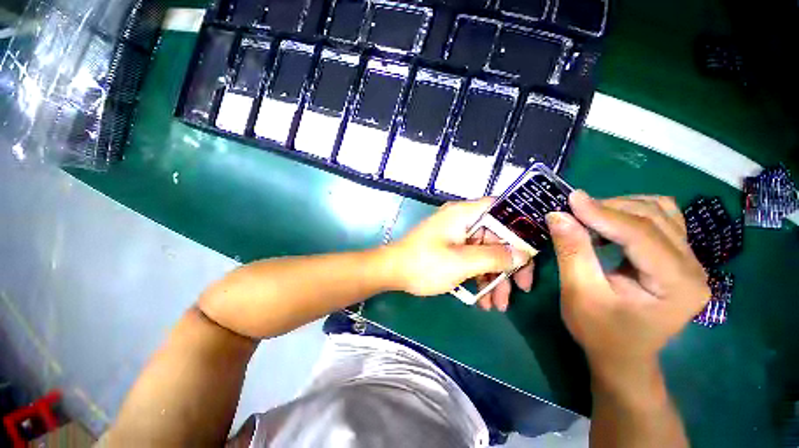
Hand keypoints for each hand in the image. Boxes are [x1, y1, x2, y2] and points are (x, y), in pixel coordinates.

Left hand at [386, 198, 533, 310]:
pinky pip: (473, 259)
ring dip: (494, 277)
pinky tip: (484, 300)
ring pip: (486, 252)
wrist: (392, 272)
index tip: (533, 250)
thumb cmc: (424, 263)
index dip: (521, 226)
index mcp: (464, 214)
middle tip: (521, 289)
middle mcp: (462, 220)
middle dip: (509, 264)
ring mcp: (457, 235)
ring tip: (498, 304)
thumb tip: (523, 254)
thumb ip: (495, 257)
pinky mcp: (452, 248)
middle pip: (497, 236)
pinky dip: (479, 277)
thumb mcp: (462, 262)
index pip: (502, 209)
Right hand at [546, 191, 709, 369]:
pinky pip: (662, 219)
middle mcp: (694, 268)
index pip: (641, 234)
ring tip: (589, 215)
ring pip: (661, 212)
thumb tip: (558, 215)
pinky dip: (632, 212)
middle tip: (572, 210)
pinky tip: (610, 221)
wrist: (623, 355)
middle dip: (610, 208)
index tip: (570, 199)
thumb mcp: (580, 294)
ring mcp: (691, 260)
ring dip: (621, 207)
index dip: (603, 213)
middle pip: (654, 218)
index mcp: (677, 285)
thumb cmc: (600, 332)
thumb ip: (572, 252)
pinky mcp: (679, 257)